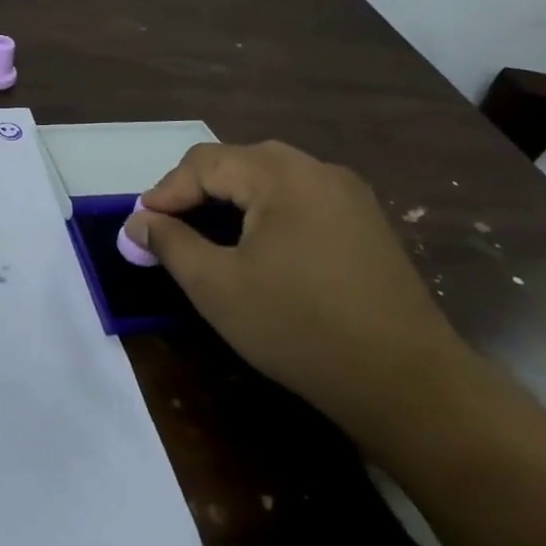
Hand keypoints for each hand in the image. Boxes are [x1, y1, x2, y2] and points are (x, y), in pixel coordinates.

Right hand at [124, 141, 472, 438]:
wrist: (408, 383)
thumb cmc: (299, 328)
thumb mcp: (217, 287)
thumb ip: (170, 244)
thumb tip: (138, 221)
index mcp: (281, 175)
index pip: (204, 162)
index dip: (165, 192)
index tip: (140, 228)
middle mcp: (318, 169)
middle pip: (238, 163)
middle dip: (196, 193)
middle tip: (169, 230)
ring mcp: (349, 194)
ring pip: (270, 180)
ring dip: (230, 201)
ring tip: (206, 238)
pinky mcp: (366, 222)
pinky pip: (300, 199)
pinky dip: (265, 213)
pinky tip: (258, 248)